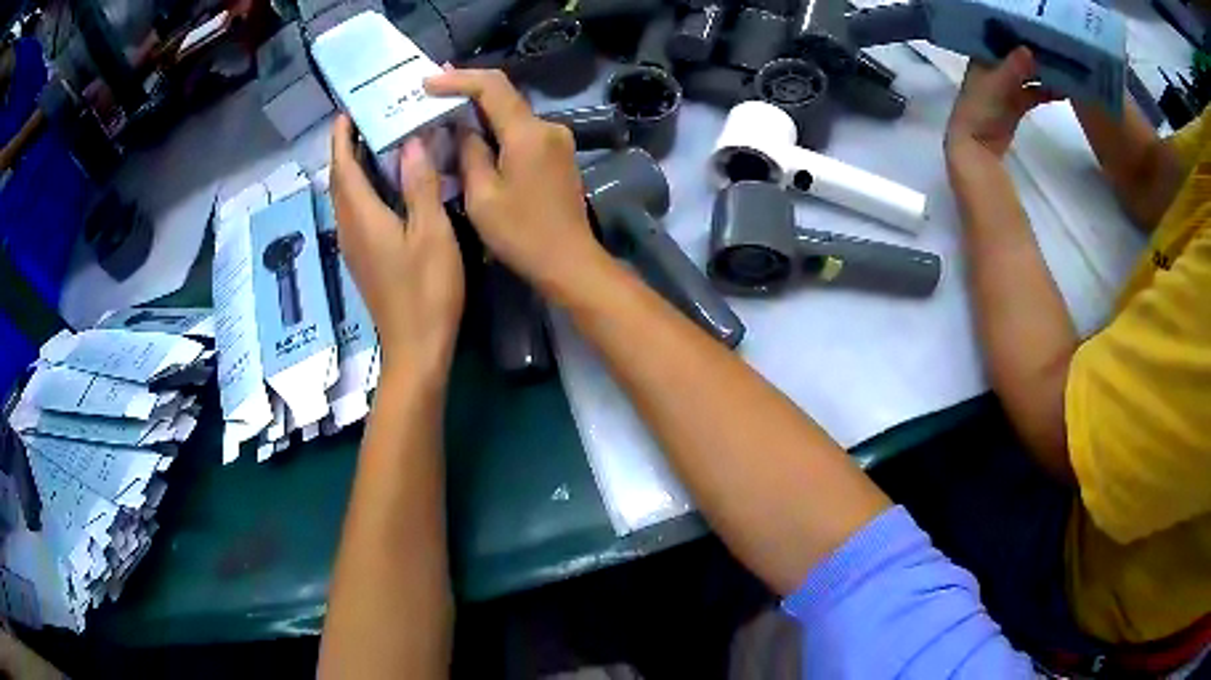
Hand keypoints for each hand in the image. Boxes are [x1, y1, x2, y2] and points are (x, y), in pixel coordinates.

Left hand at [330, 115, 464, 377]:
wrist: (416, 347)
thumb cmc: (426, 290)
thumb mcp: (431, 233)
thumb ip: (419, 186)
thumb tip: (410, 143)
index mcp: (361, 216)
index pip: (342, 166)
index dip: (341, 136)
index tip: (347, 109)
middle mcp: (349, 227)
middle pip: (339, 179)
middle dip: (345, 147)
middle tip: (368, 118)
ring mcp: (354, 245)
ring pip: (345, 195)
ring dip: (353, 166)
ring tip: (377, 140)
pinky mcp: (363, 257)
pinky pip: (355, 210)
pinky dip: (363, 187)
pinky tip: (386, 182)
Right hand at [425, 70, 602, 293]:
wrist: (569, 261)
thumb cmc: (521, 234)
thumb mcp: (482, 196)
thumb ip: (469, 153)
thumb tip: (462, 127)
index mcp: (528, 133)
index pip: (492, 87)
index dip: (458, 79)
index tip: (428, 81)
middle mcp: (548, 126)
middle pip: (504, 96)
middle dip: (467, 89)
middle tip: (432, 87)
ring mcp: (558, 139)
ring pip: (512, 113)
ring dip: (480, 110)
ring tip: (446, 107)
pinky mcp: (559, 154)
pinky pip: (522, 130)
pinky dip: (496, 128)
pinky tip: (475, 133)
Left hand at [945, 47, 1056, 161]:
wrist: (976, 145)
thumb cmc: (982, 108)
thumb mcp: (998, 84)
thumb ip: (1014, 68)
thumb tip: (1029, 48)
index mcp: (983, 57)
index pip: (1002, 40)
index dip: (1018, 36)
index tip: (1038, 35)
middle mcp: (993, 68)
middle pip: (1017, 58)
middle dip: (1034, 56)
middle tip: (1056, 53)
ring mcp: (1004, 88)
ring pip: (1027, 77)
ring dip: (1042, 75)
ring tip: (1063, 72)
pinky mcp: (1014, 106)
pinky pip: (1032, 95)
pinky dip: (1044, 93)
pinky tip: (1060, 93)